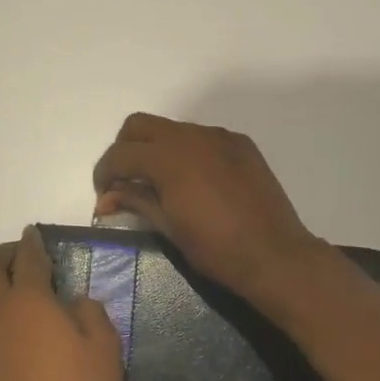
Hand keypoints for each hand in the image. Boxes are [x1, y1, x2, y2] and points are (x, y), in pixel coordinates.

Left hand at [0, 226, 123, 380]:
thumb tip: (74, 303)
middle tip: (23, 258)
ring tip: (16, 290)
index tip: (35, 234)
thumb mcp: (105, 349)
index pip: (26, 259)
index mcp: (27, 302)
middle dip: (0, 257)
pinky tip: (18, 328)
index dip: (31, 243)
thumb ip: (91, 314)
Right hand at [91, 113, 332, 308]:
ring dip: (157, 149)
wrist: (275, 255)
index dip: (104, 173)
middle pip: (140, 125)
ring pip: (173, 129)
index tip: (104, 194)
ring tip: (161, 183)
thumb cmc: (216, 249)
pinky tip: (195, 181)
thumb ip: (136, 201)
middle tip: (126, 181)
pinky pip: (202, 137)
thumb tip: (106, 198)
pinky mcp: (241, 144)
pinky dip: (187, 151)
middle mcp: (192, 136)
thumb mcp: (168, 227)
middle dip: (125, 149)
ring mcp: (220, 137)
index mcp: (169, 157)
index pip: (121, 153)